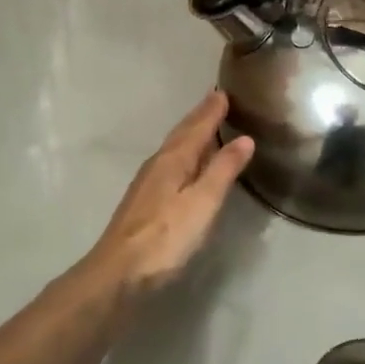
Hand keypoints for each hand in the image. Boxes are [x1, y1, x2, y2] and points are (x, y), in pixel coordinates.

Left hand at [88, 90, 254, 295]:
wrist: (120, 271)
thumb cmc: (166, 236)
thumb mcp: (203, 202)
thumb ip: (223, 170)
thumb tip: (244, 139)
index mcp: (173, 159)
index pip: (196, 127)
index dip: (211, 111)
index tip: (224, 92)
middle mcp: (158, 164)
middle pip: (182, 134)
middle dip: (200, 117)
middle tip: (216, 100)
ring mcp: (148, 184)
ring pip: (174, 149)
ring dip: (191, 135)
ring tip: (206, 125)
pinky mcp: (145, 202)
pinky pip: (170, 165)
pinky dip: (184, 155)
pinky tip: (187, 164)